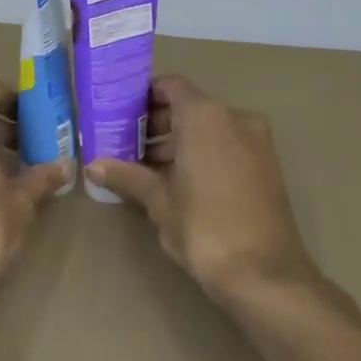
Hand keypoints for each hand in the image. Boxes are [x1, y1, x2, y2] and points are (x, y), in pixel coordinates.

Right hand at [87, 76, 323, 310]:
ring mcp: (256, 143)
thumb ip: (128, 176)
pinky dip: (201, 154)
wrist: (265, 274)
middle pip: (189, 107)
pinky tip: (176, 182)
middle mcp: (235, 119)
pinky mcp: (266, 167)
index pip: (171, 86)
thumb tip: (94, 166)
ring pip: (209, 128)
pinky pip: (226, 146)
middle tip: (124, 144)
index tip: (118, 113)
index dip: (143, 96)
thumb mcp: (159, 201)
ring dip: (178, 141)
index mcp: (206, 116)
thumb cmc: (204, 228)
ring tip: (144, 168)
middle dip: (156, 123)